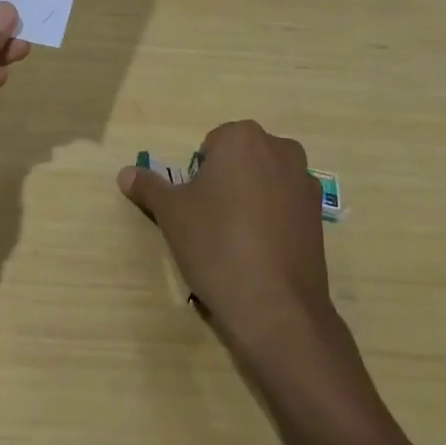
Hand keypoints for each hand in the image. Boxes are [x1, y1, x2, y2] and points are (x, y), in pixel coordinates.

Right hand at [117, 120, 336, 358]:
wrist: (275, 307)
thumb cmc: (216, 244)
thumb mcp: (171, 213)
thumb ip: (148, 186)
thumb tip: (125, 173)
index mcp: (243, 138)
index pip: (210, 145)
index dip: (198, 175)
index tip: (195, 205)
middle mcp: (280, 150)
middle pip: (240, 160)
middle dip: (225, 182)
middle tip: (210, 221)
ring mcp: (305, 183)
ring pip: (264, 182)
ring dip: (249, 199)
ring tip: (235, 240)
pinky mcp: (320, 216)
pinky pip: (285, 207)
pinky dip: (271, 220)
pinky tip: (260, 253)